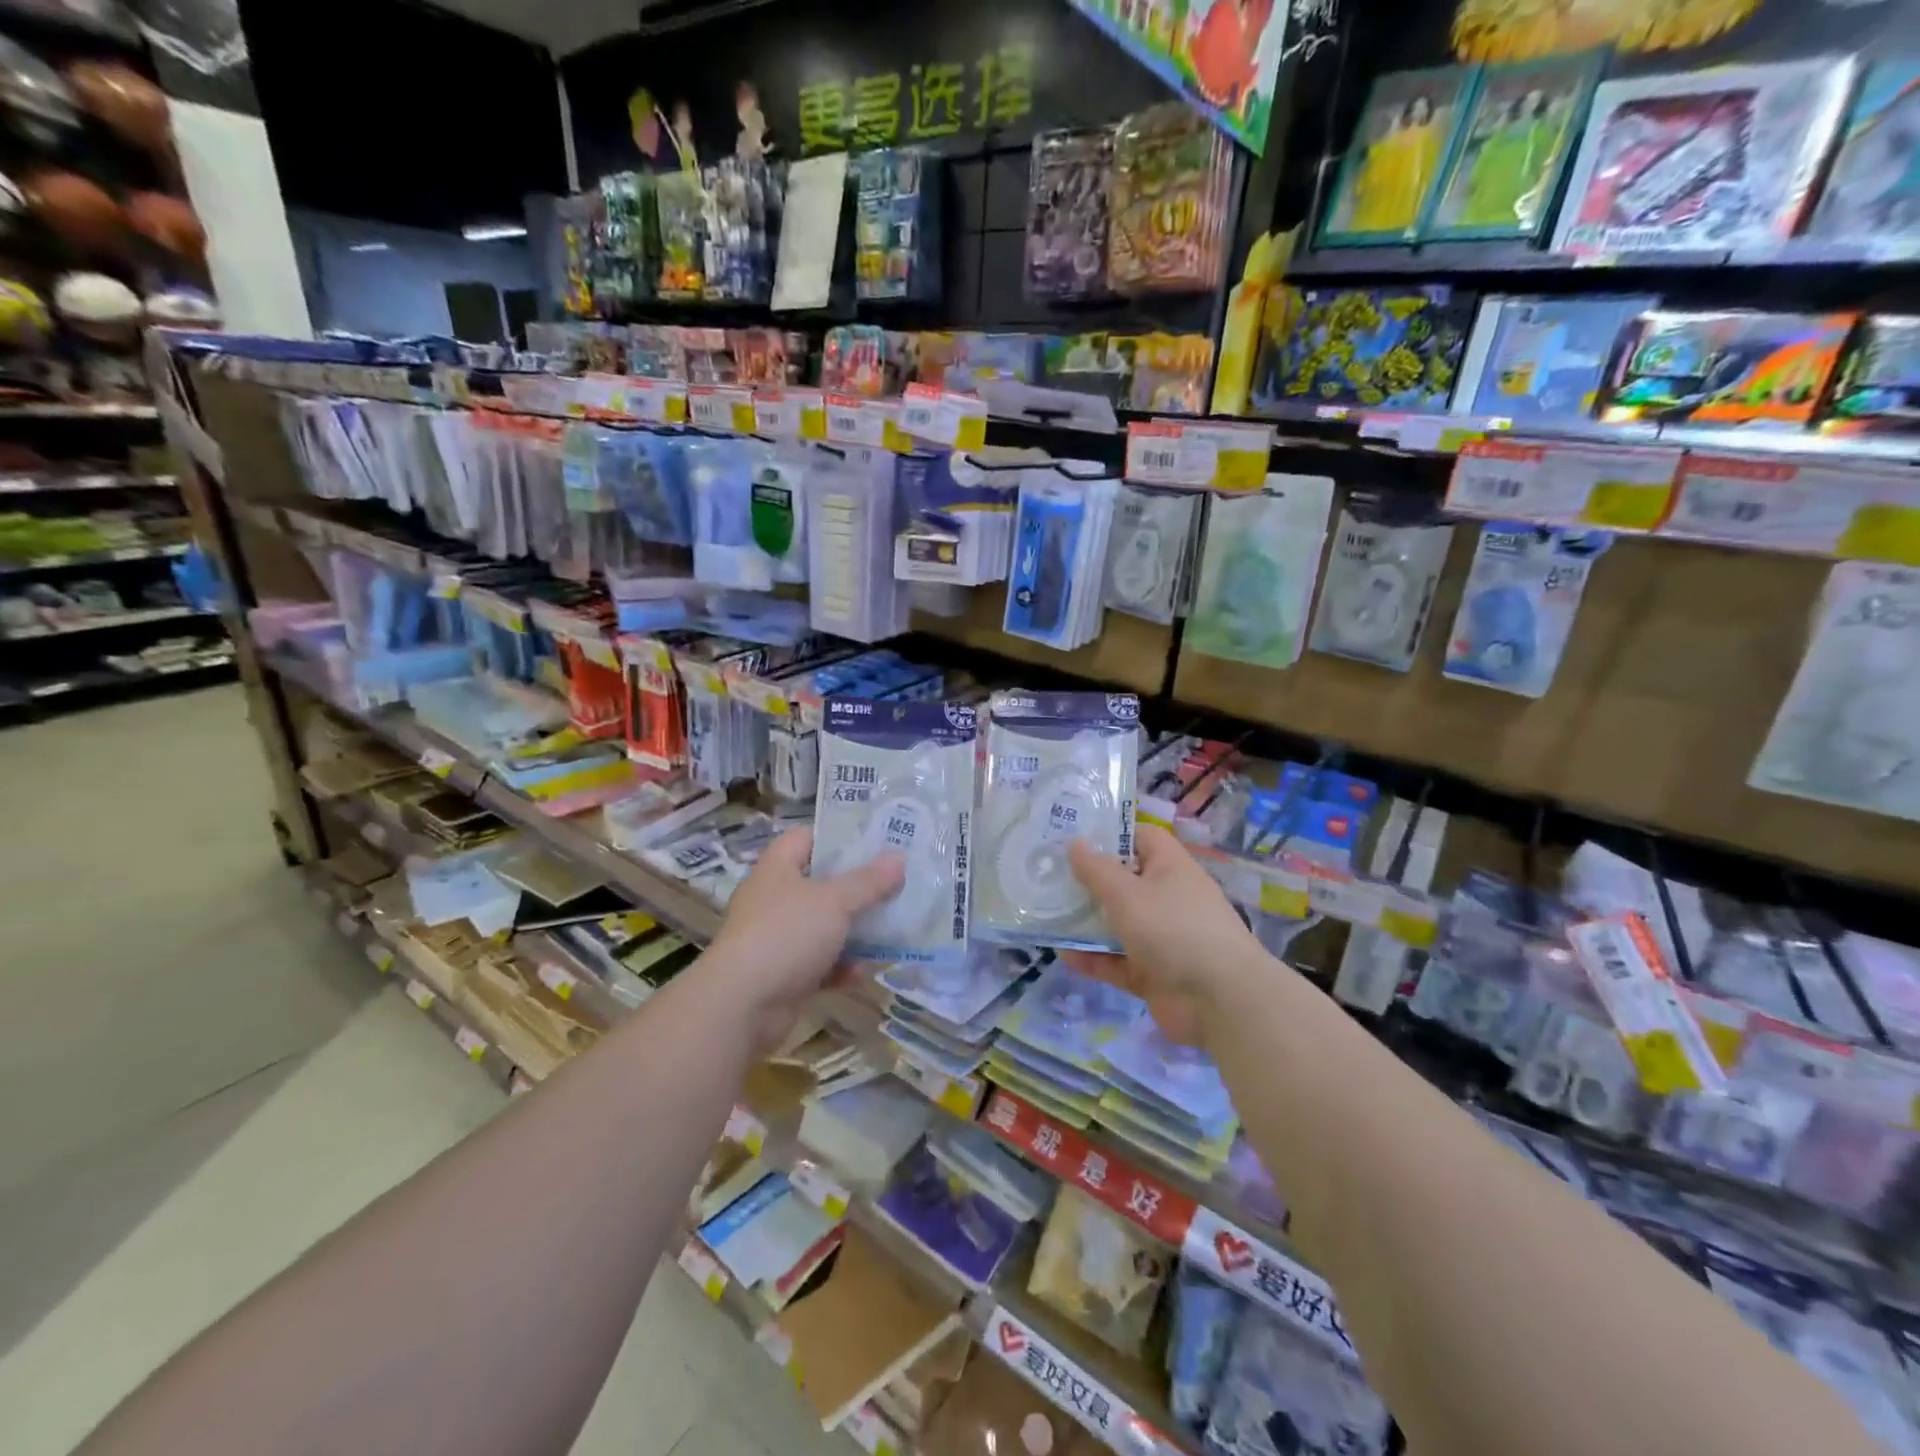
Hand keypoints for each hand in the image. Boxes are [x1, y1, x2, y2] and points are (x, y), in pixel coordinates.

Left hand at [705, 828, 904, 1052]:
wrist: (741, 1005)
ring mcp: (777, 938)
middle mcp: (774, 899)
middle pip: (820, 884)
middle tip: (894, 884)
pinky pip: (819, 964)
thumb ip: (869, 881)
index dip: (837, 837)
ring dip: (853, 931)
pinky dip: (840, 967)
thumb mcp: (835, 901)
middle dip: (856, 888)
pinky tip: (863, 973)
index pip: (805, 838)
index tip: (874, 843)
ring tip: (891, 928)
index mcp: (777, 869)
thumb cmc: (787, 934)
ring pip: (823, 926)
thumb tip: (899, 857)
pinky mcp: (782, 974)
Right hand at [1064, 825, 1262, 1045]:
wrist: (1221, 1000)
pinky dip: (1094, 959)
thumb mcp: (1128, 894)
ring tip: (1047, 915)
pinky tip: (1064, 956)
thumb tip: (1075, 843)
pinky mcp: (1155, 973)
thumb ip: (1097, 870)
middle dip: (1089, 881)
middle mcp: (1167, 898)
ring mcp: (1162, 938)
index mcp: (1170, 868)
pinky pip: (1118, 960)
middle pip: (1124, 882)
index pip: (1141, 838)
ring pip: (1118, 923)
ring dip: (1086, 922)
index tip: (1073, 837)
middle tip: (1047, 876)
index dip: (1111, 834)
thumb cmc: (1173, 929)